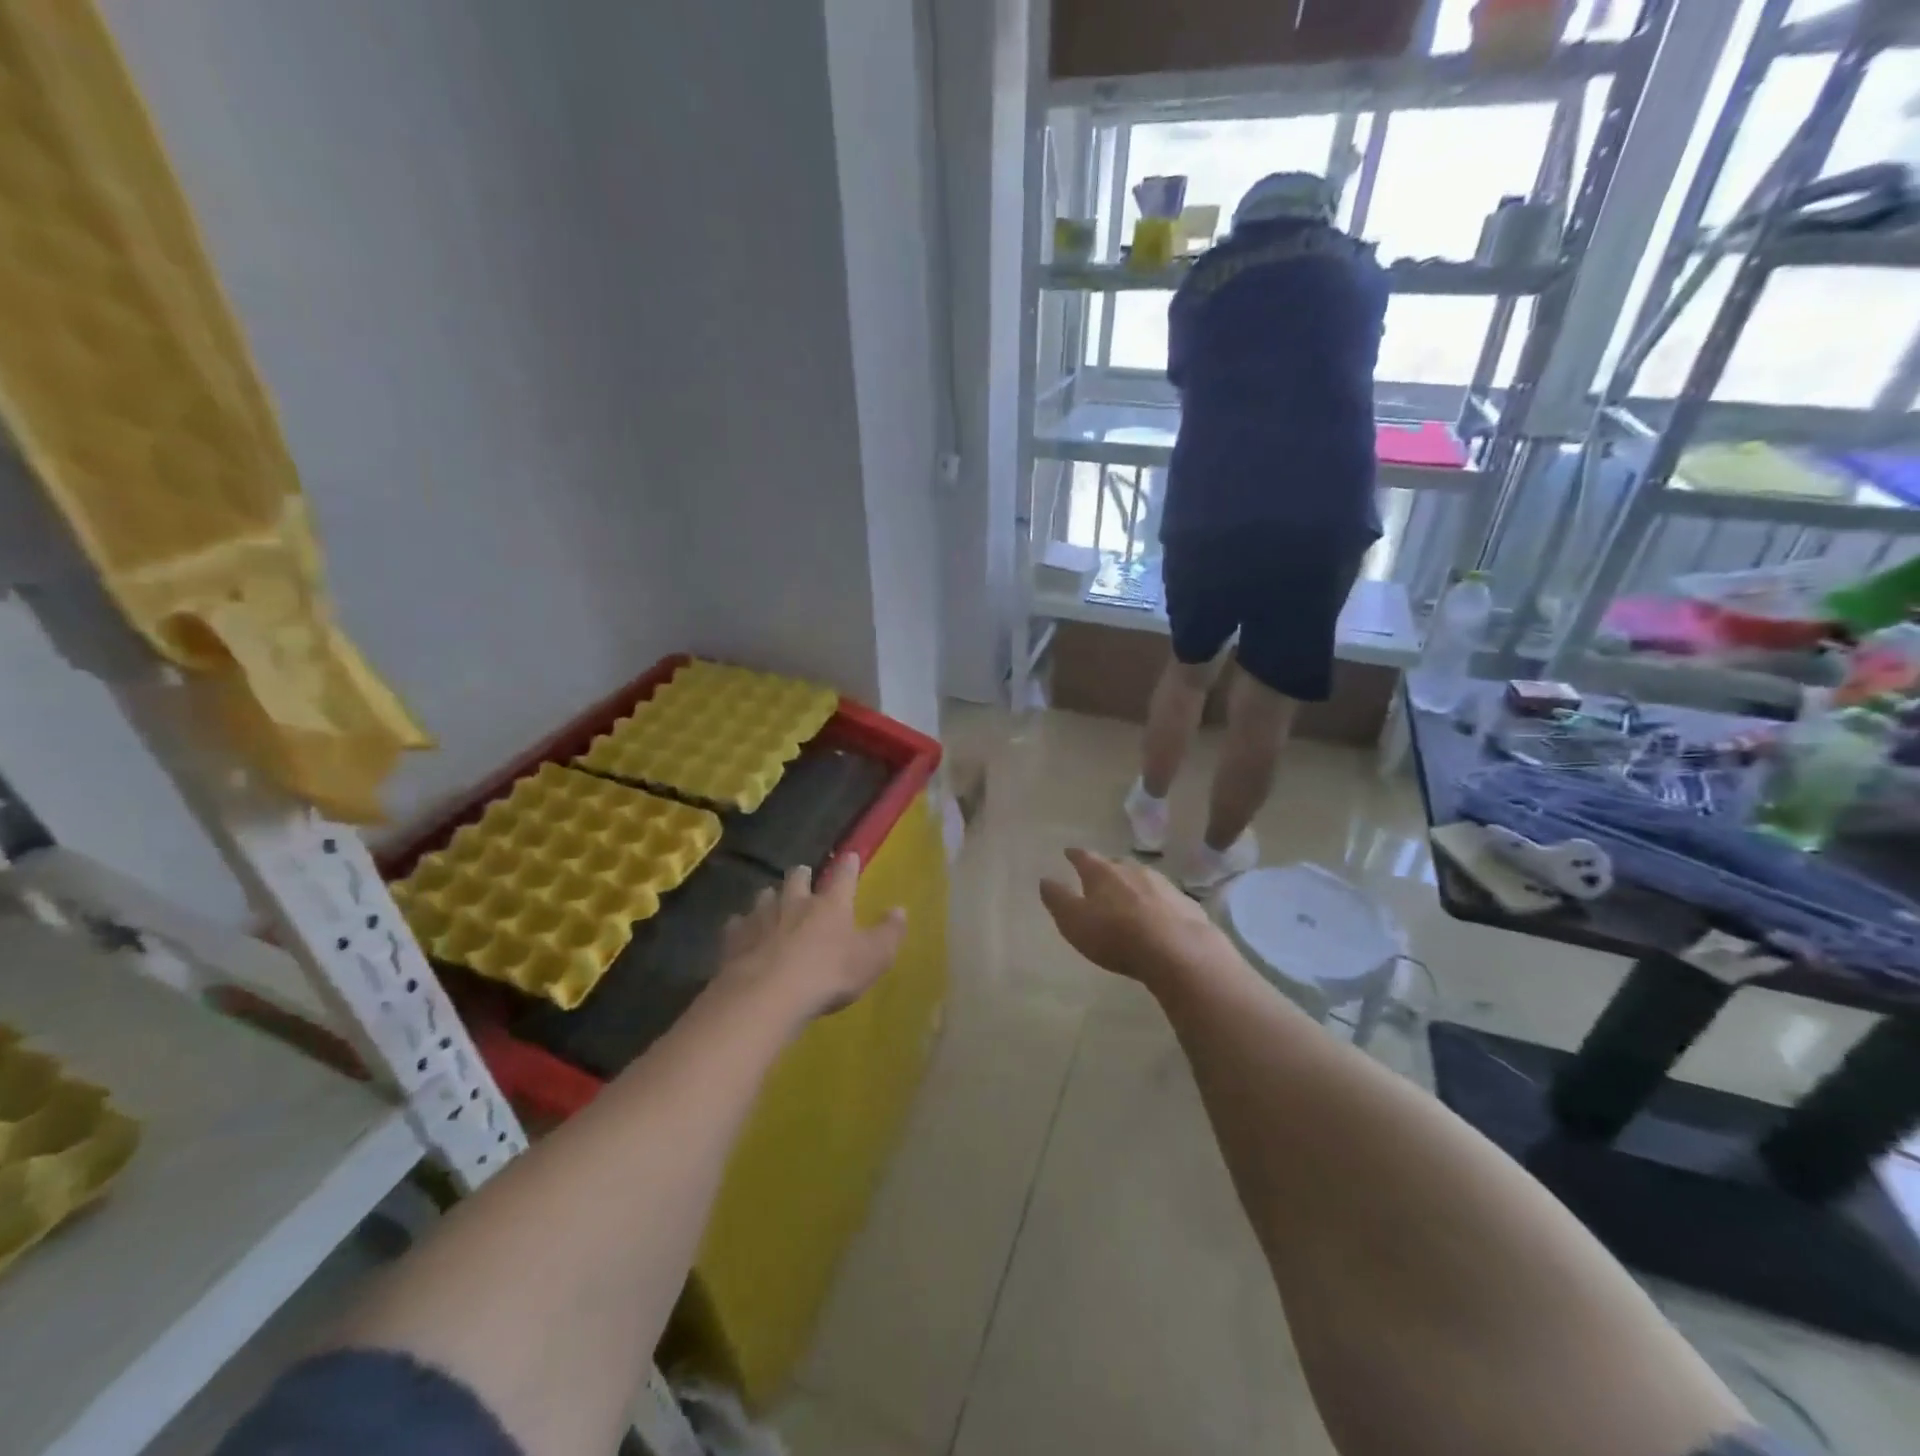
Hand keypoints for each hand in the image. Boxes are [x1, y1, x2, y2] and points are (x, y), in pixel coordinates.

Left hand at [714, 856, 905, 1028]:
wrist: (768, 996)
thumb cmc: (828, 974)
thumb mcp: (872, 958)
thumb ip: (889, 933)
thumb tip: (900, 910)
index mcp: (831, 904)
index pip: (844, 876)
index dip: (849, 865)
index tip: (850, 856)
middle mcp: (796, 902)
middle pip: (797, 877)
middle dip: (802, 875)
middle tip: (804, 877)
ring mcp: (762, 917)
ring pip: (765, 896)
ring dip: (771, 898)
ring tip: (772, 904)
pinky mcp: (734, 938)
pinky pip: (737, 924)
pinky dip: (742, 926)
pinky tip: (742, 934)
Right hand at [1039, 848, 1230, 987]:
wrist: (1177, 950)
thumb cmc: (1116, 935)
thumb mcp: (1074, 921)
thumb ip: (1058, 899)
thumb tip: (1045, 879)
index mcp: (1102, 872)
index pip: (1084, 857)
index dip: (1074, 855)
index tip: (1068, 852)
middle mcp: (1132, 870)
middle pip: (1115, 864)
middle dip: (1106, 869)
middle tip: (1099, 877)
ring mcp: (1162, 884)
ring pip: (1142, 878)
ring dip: (1133, 885)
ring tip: (1128, 897)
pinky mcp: (1185, 903)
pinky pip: (1165, 898)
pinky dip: (1156, 903)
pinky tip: (1157, 916)